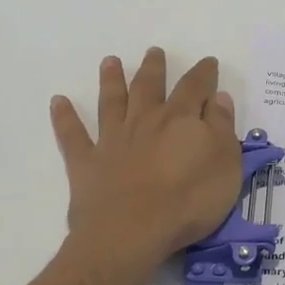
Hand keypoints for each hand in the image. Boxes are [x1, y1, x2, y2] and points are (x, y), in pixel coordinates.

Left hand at [51, 49, 243, 269]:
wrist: (133, 232)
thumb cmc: (189, 200)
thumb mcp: (225, 164)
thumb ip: (222, 128)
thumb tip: (218, 98)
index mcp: (181, 120)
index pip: (196, 88)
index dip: (204, 74)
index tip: (208, 62)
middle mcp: (145, 121)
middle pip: (150, 87)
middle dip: (154, 68)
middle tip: (154, 52)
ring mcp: (113, 140)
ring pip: (112, 102)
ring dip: (112, 80)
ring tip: (110, 62)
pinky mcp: (87, 163)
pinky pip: (72, 135)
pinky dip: (65, 118)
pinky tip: (58, 102)